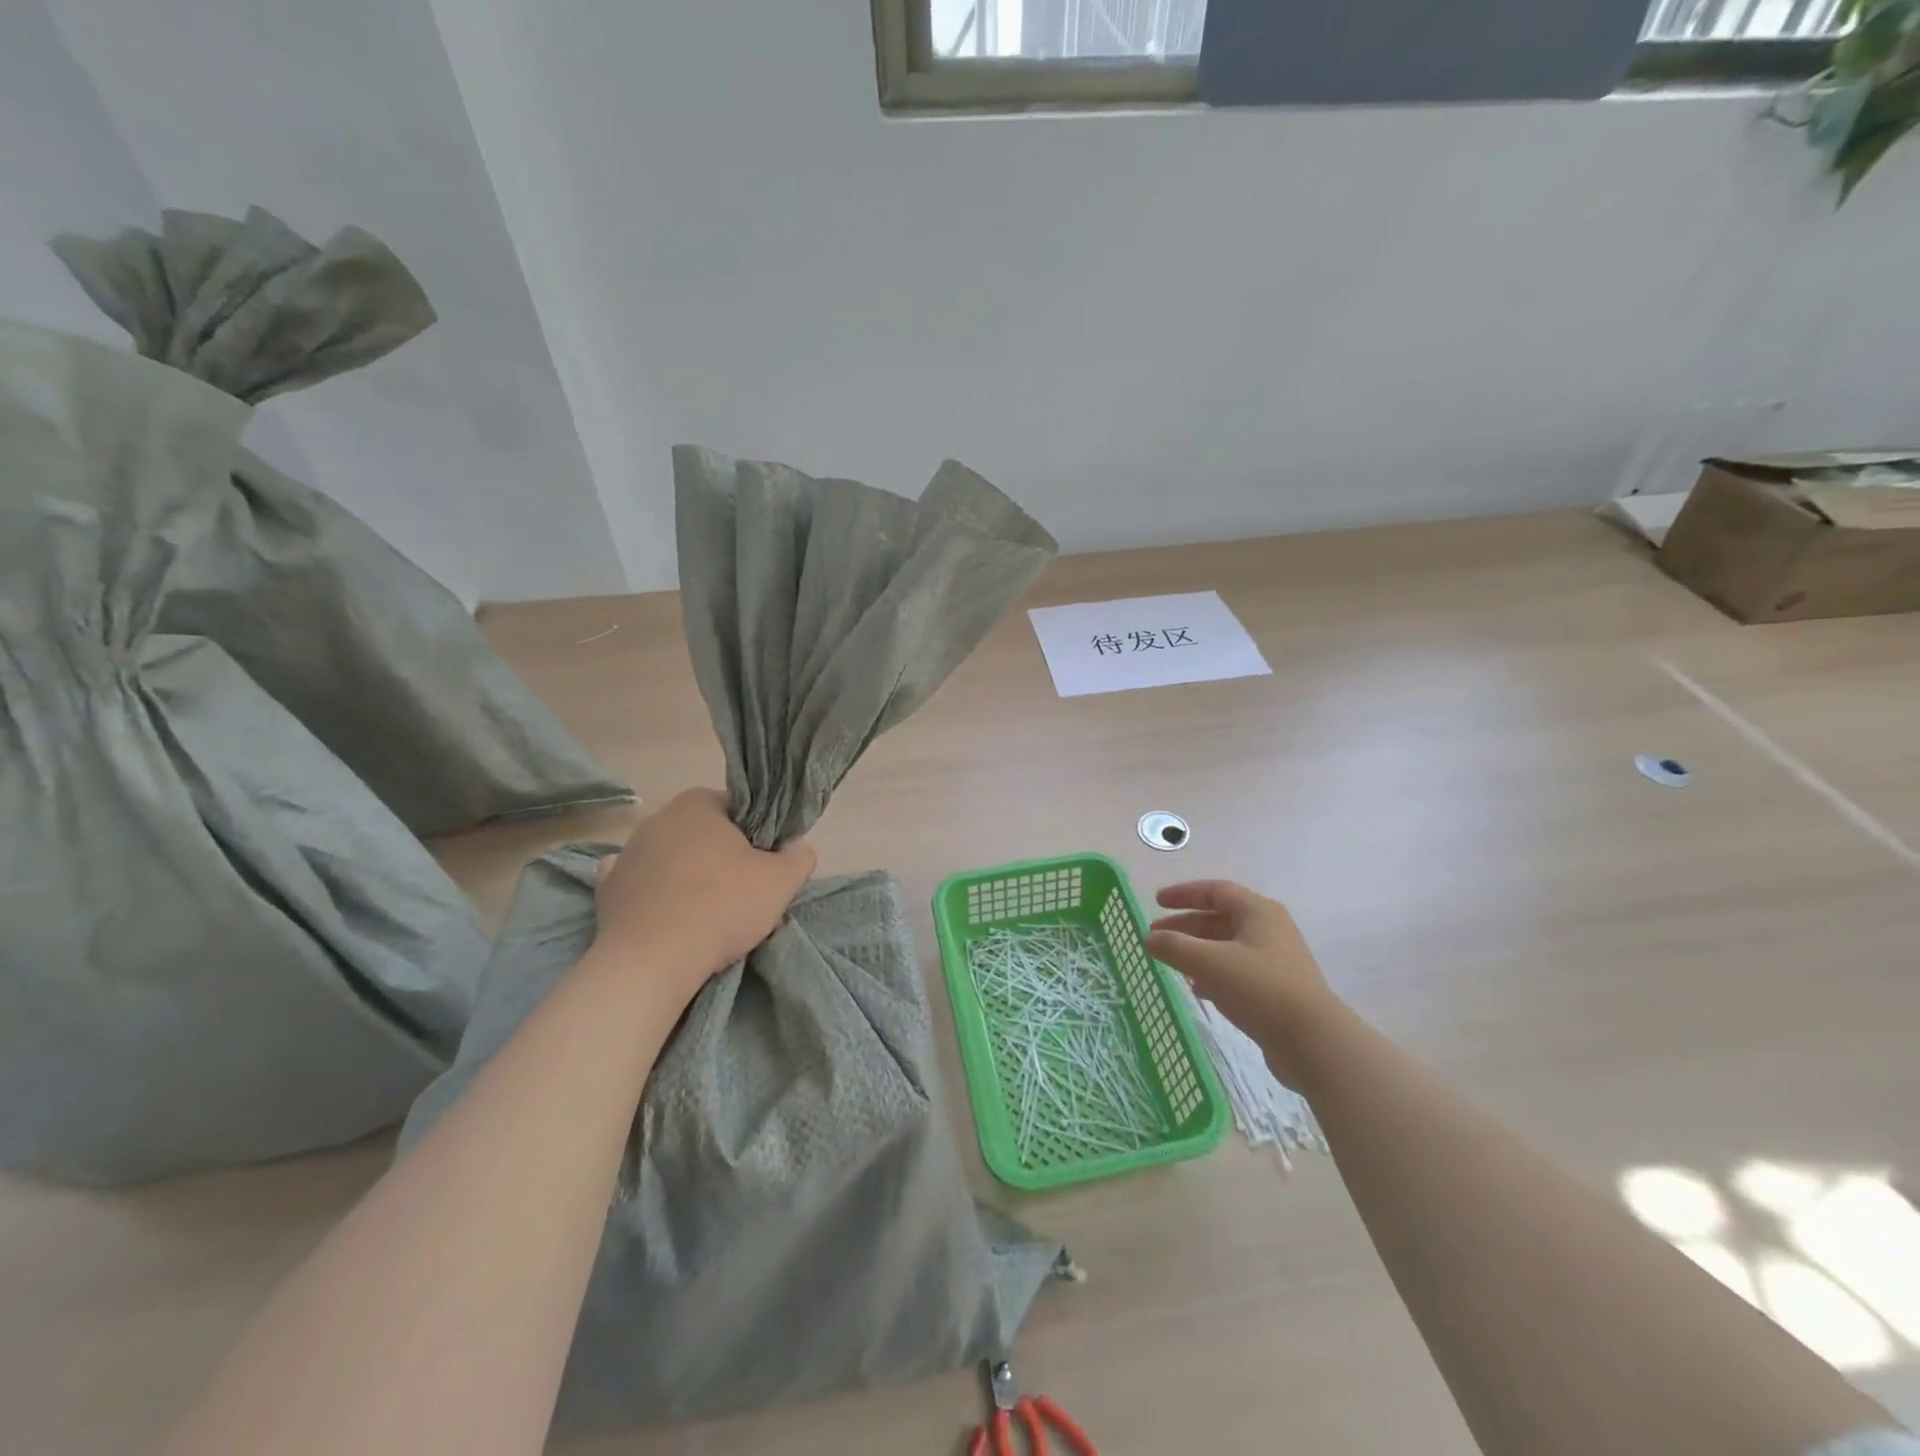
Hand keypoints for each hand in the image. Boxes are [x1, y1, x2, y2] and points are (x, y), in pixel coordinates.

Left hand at [591, 789, 815, 999]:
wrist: (651, 962)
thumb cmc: (721, 908)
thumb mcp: (781, 882)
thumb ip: (799, 856)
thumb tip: (797, 846)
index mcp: (698, 804)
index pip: (738, 808)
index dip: (757, 834)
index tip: (765, 864)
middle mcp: (658, 818)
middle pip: (703, 832)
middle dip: (721, 854)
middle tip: (742, 890)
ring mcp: (627, 852)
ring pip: (671, 856)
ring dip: (687, 874)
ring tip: (705, 912)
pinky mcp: (606, 888)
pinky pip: (638, 882)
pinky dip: (652, 893)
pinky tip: (666, 913)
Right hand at [1145, 880, 1337, 1080]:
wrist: (1314, 1043)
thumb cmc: (1260, 989)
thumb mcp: (1210, 963)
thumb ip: (1174, 947)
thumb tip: (1149, 939)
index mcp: (1258, 912)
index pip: (1215, 891)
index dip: (1184, 894)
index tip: (1156, 901)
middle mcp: (1269, 930)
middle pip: (1219, 918)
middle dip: (1185, 926)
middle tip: (1155, 937)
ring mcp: (1274, 961)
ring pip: (1226, 946)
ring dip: (1196, 951)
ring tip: (1171, 963)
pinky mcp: (1275, 990)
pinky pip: (1236, 971)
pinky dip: (1212, 973)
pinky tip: (1197, 989)